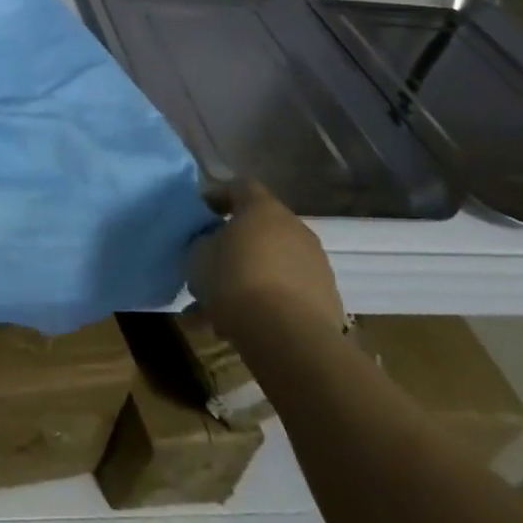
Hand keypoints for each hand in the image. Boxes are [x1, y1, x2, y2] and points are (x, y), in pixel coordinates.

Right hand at [186, 180, 344, 340]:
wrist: (288, 336)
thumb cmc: (234, 281)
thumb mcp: (197, 256)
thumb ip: (202, 242)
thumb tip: (210, 244)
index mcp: (263, 209)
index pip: (240, 186)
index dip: (218, 196)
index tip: (200, 214)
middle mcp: (295, 230)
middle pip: (258, 230)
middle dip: (232, 247)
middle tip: (207, 267)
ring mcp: (315, 265)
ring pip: (270, 267)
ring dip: (245, 282)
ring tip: (214, 312)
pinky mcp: (326, 300)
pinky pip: (285, 294)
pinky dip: (263, 305)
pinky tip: (237, 330)